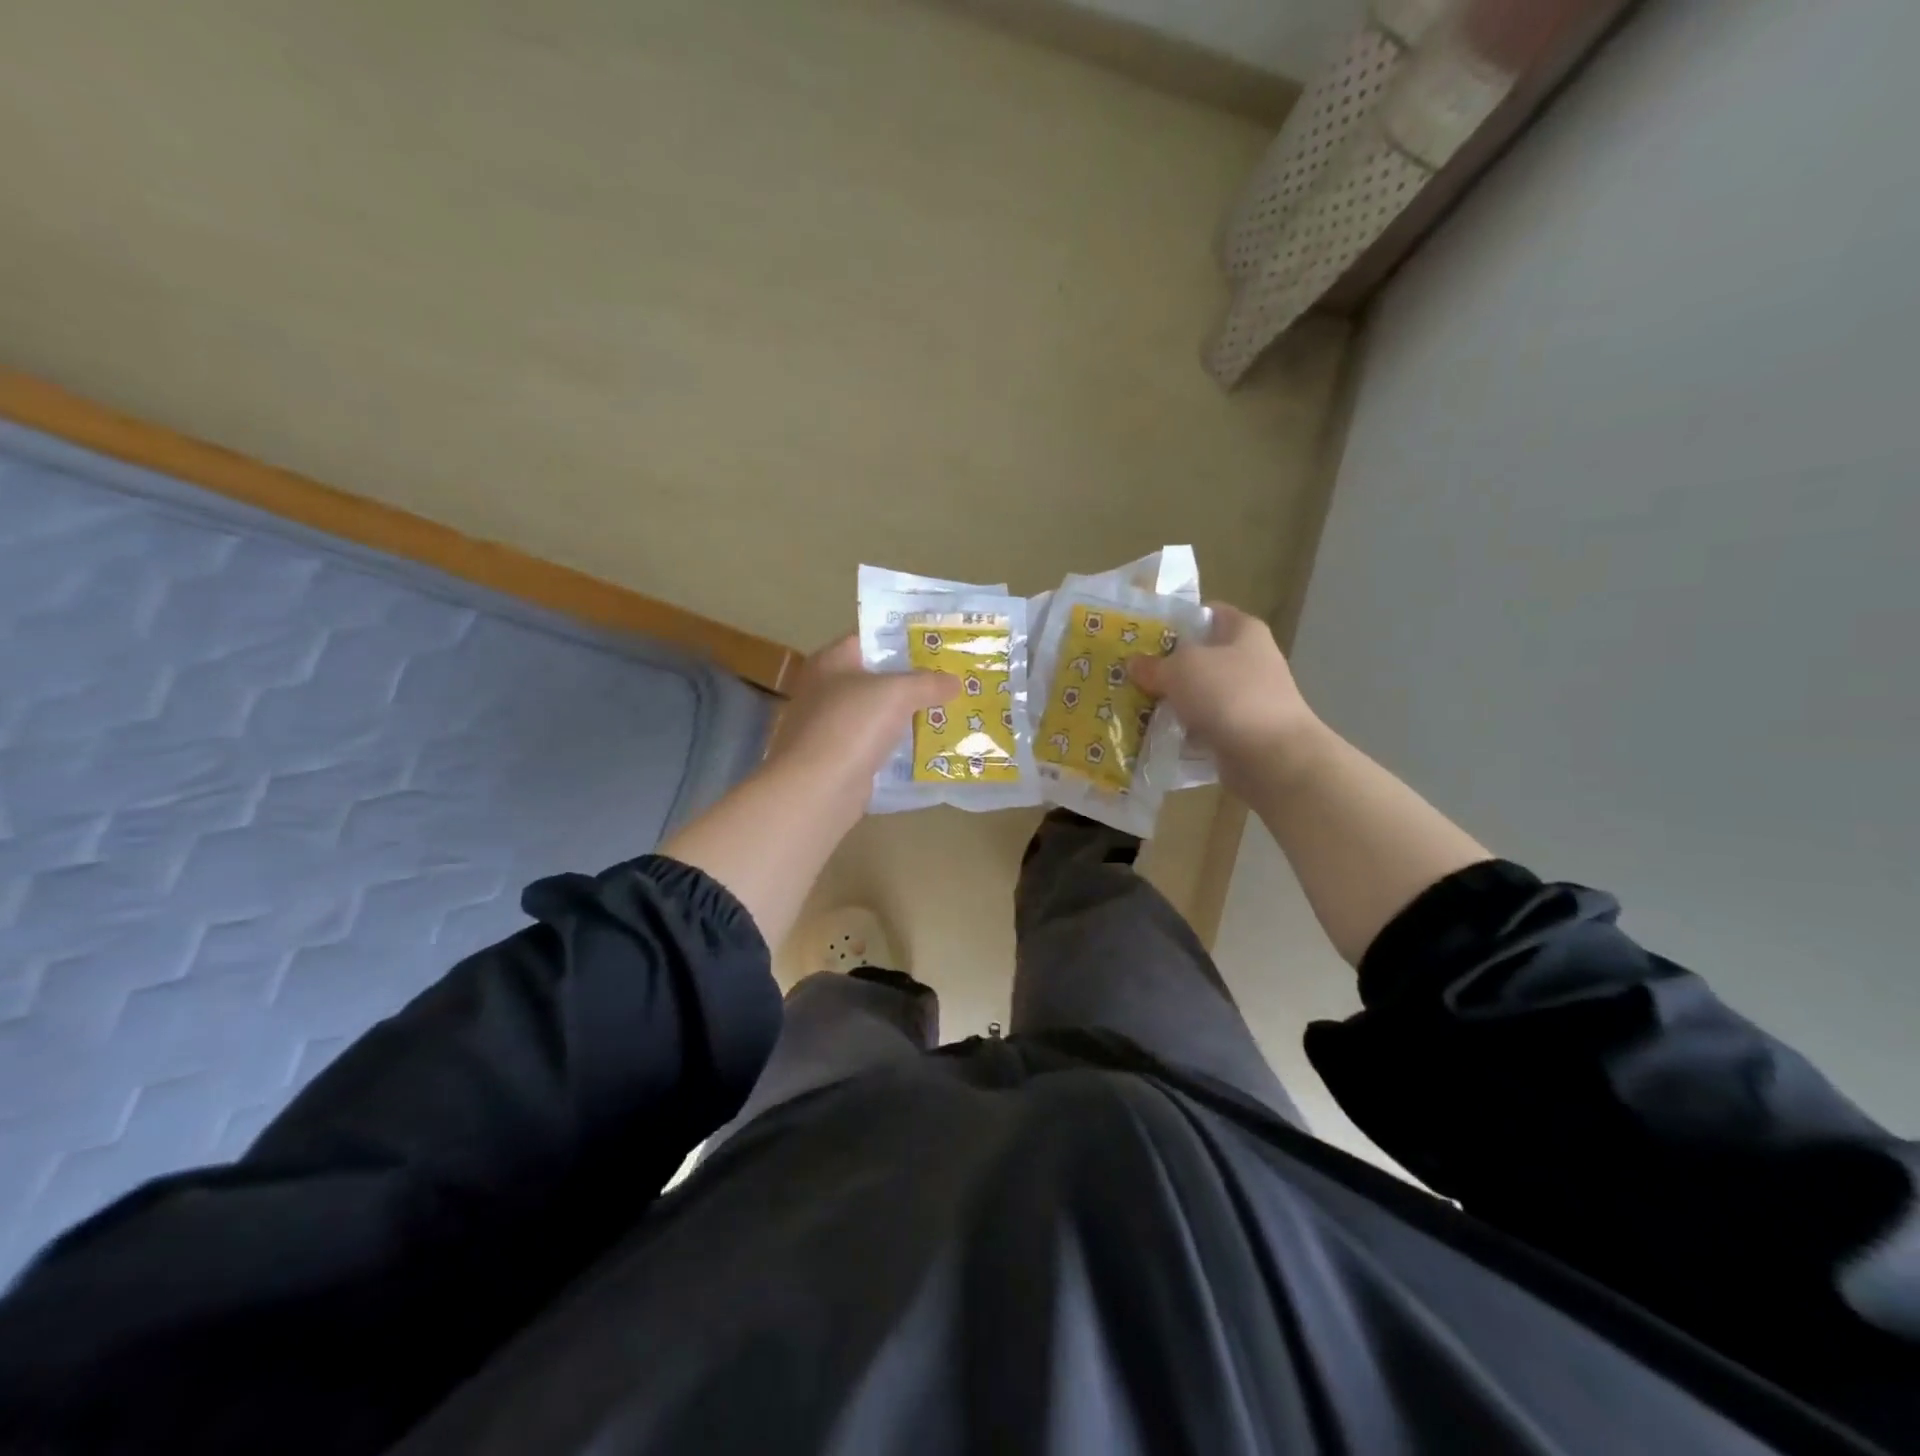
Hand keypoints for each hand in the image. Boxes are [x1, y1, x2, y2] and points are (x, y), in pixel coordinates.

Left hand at [766, 636, 956, 796]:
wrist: (817, 789)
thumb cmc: (852, 726)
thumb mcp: (897, 693)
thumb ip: (927, 682)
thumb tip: (954, 681)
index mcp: (831, 661)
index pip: (871, 639)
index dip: (905, 640)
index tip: (940, 645)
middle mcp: (826, 690)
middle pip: (876, 677)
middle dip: (913, 680)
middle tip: (953, 679)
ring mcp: (831, 727)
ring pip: (879, 714)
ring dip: (909, 715)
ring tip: (950, 712)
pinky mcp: (840, 759)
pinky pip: (877, 745)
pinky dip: (899, 746)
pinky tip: (930, 748)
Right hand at [1129, 604, 1324, 793]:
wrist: (1271, 756)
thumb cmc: (1228, 695)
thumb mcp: (1181, 669)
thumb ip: (1154, 664)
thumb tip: (1134, 664)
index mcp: (1244, 631)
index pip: (1208, 614)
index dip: (1176, 621)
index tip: (1143, 634)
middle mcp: (1250, 661)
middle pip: (1200, 657)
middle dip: (1166, 667)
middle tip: (1131, 674)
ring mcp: (1248, 699)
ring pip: (1199, 694)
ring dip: (1172, 702)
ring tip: (1134, 706)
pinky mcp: (1241, 732)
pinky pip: (1203, 726)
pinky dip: (1183, 732)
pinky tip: (1155, 736)